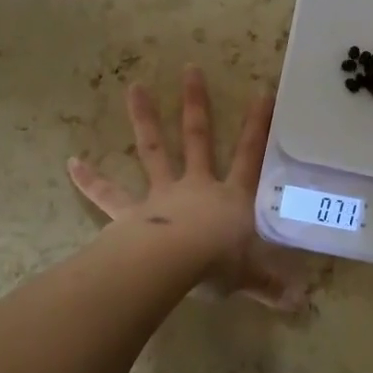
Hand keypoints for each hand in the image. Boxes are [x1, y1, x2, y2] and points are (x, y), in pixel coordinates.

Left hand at [68, 67, 312, 310]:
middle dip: (196, 104)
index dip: (258, 126)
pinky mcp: (130, 213)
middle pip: (198, 138)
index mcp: (230, 198)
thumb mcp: (250, 276)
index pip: (250, 156)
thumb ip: (271, 285)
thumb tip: (301, 303)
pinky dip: (90, 179)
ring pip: (154, 150)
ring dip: (145, 118)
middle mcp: (196, 186)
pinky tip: (71, 163)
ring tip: (134, 87)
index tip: (263, 93)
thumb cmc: (217, 265)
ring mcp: (161, 195)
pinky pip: (108, 195)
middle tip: (190, 69)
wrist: (174, 266)